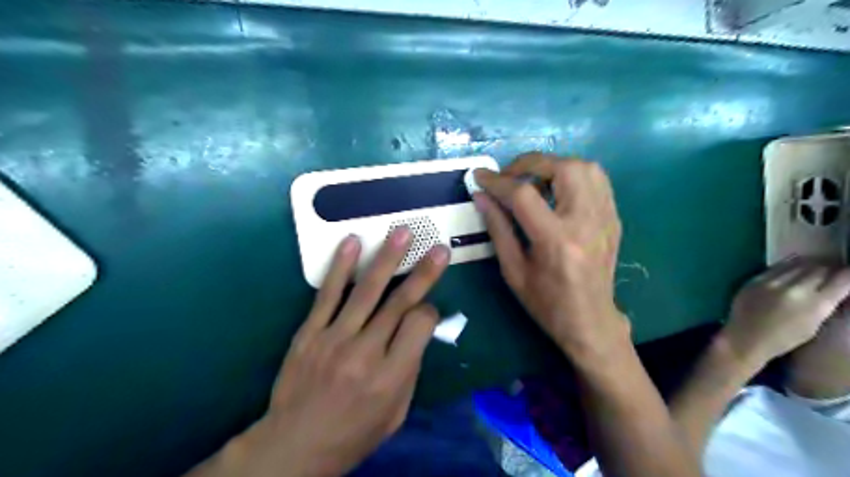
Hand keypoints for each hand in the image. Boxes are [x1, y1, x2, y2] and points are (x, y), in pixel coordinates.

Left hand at [209, 228, 446, 476]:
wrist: (294, 446)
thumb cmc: (353, 434)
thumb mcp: (396, 414)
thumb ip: (410, 369)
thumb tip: (419, 331)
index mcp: (391, 375)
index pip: (420, 325)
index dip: (430, 312)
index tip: (428, 309)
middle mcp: (366, 352)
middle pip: (399, 303)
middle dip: (423, 272)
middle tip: (438, 249)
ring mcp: (334, 338)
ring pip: (366, 291)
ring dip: (387, 258)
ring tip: (402, 232)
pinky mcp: (309, 332)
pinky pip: (327, 294)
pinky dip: (341, 266)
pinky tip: (352, 242)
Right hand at [475, 153, 626, 360]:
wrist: (590, 321)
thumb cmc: (546, 302)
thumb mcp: (513, 270)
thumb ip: (497, 228)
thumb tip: (481, 196)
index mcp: (556, 241)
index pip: (524, 195)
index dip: (497, 181)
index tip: (479, 176)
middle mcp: (586, 222)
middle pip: (563, 168)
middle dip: (530, 163)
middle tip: (510, 176)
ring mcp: (606, 218)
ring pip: (586, 167)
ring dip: (554, 165)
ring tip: (534, 180)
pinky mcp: (614, 218)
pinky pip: (597, 180)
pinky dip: (573, 175)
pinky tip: (557, 190)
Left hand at [720, 256, 849, 365]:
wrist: (745, 338)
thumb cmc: (784, 338)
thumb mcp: (815, 324)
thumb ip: (826, 303)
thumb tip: (837, 286)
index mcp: (814, 304)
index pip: (842, 280)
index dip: (849, 274)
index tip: (849, 274)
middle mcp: (794, 289)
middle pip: (820, 268)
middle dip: (831, 268)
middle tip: (834, 270)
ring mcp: (771, 282)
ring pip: (799, 264)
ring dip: (811, 264)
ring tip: (816, 267)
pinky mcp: (754, 279)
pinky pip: (778, 266)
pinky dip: (790, 264)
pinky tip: (795, 266)